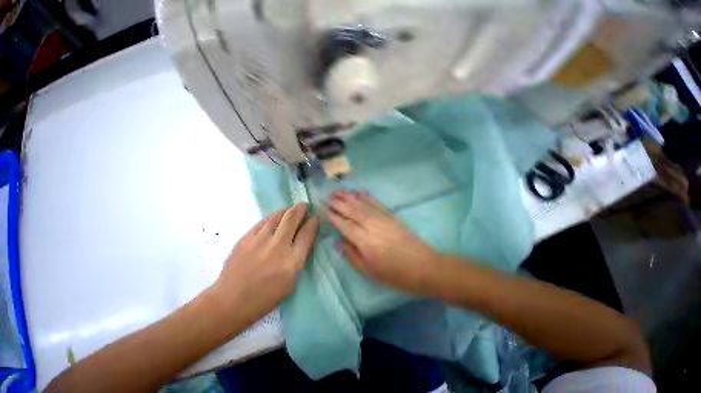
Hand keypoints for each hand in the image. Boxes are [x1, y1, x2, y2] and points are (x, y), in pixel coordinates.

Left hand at [210, 203, 318, 321]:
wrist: (230, 301)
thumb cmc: (266, 296)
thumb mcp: (292, 282)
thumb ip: (300, 257)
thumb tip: (304, 238)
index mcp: (293, 260)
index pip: (307, 233)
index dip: (313, 222)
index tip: (315, 218)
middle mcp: (278, 246)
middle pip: (293, 218)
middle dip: (301, 208)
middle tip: (304, 205)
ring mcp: (260, 240)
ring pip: (278, 215)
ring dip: (287, 210)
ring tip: (291, 209)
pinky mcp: (246, 238)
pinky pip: (263, 221)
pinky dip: (273, 217)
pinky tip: (275, 218)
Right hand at [326, 190, 441, 295]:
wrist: (425, 267)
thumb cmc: (396, 275)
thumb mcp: (370, 271)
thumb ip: (352, 255)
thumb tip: (338, 241)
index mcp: (366, 242)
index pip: (345, 225)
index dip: (334, 216)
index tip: (324, 209)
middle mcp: (373, 226)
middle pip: (352, 211)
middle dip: (338, 203)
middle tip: (327, 196)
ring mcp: (384, 219)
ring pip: (363, 204)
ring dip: (350, 196)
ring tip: (338, 190)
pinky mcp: (392, 216)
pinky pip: (377, 203)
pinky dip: (367, 196)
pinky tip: (360, 191)